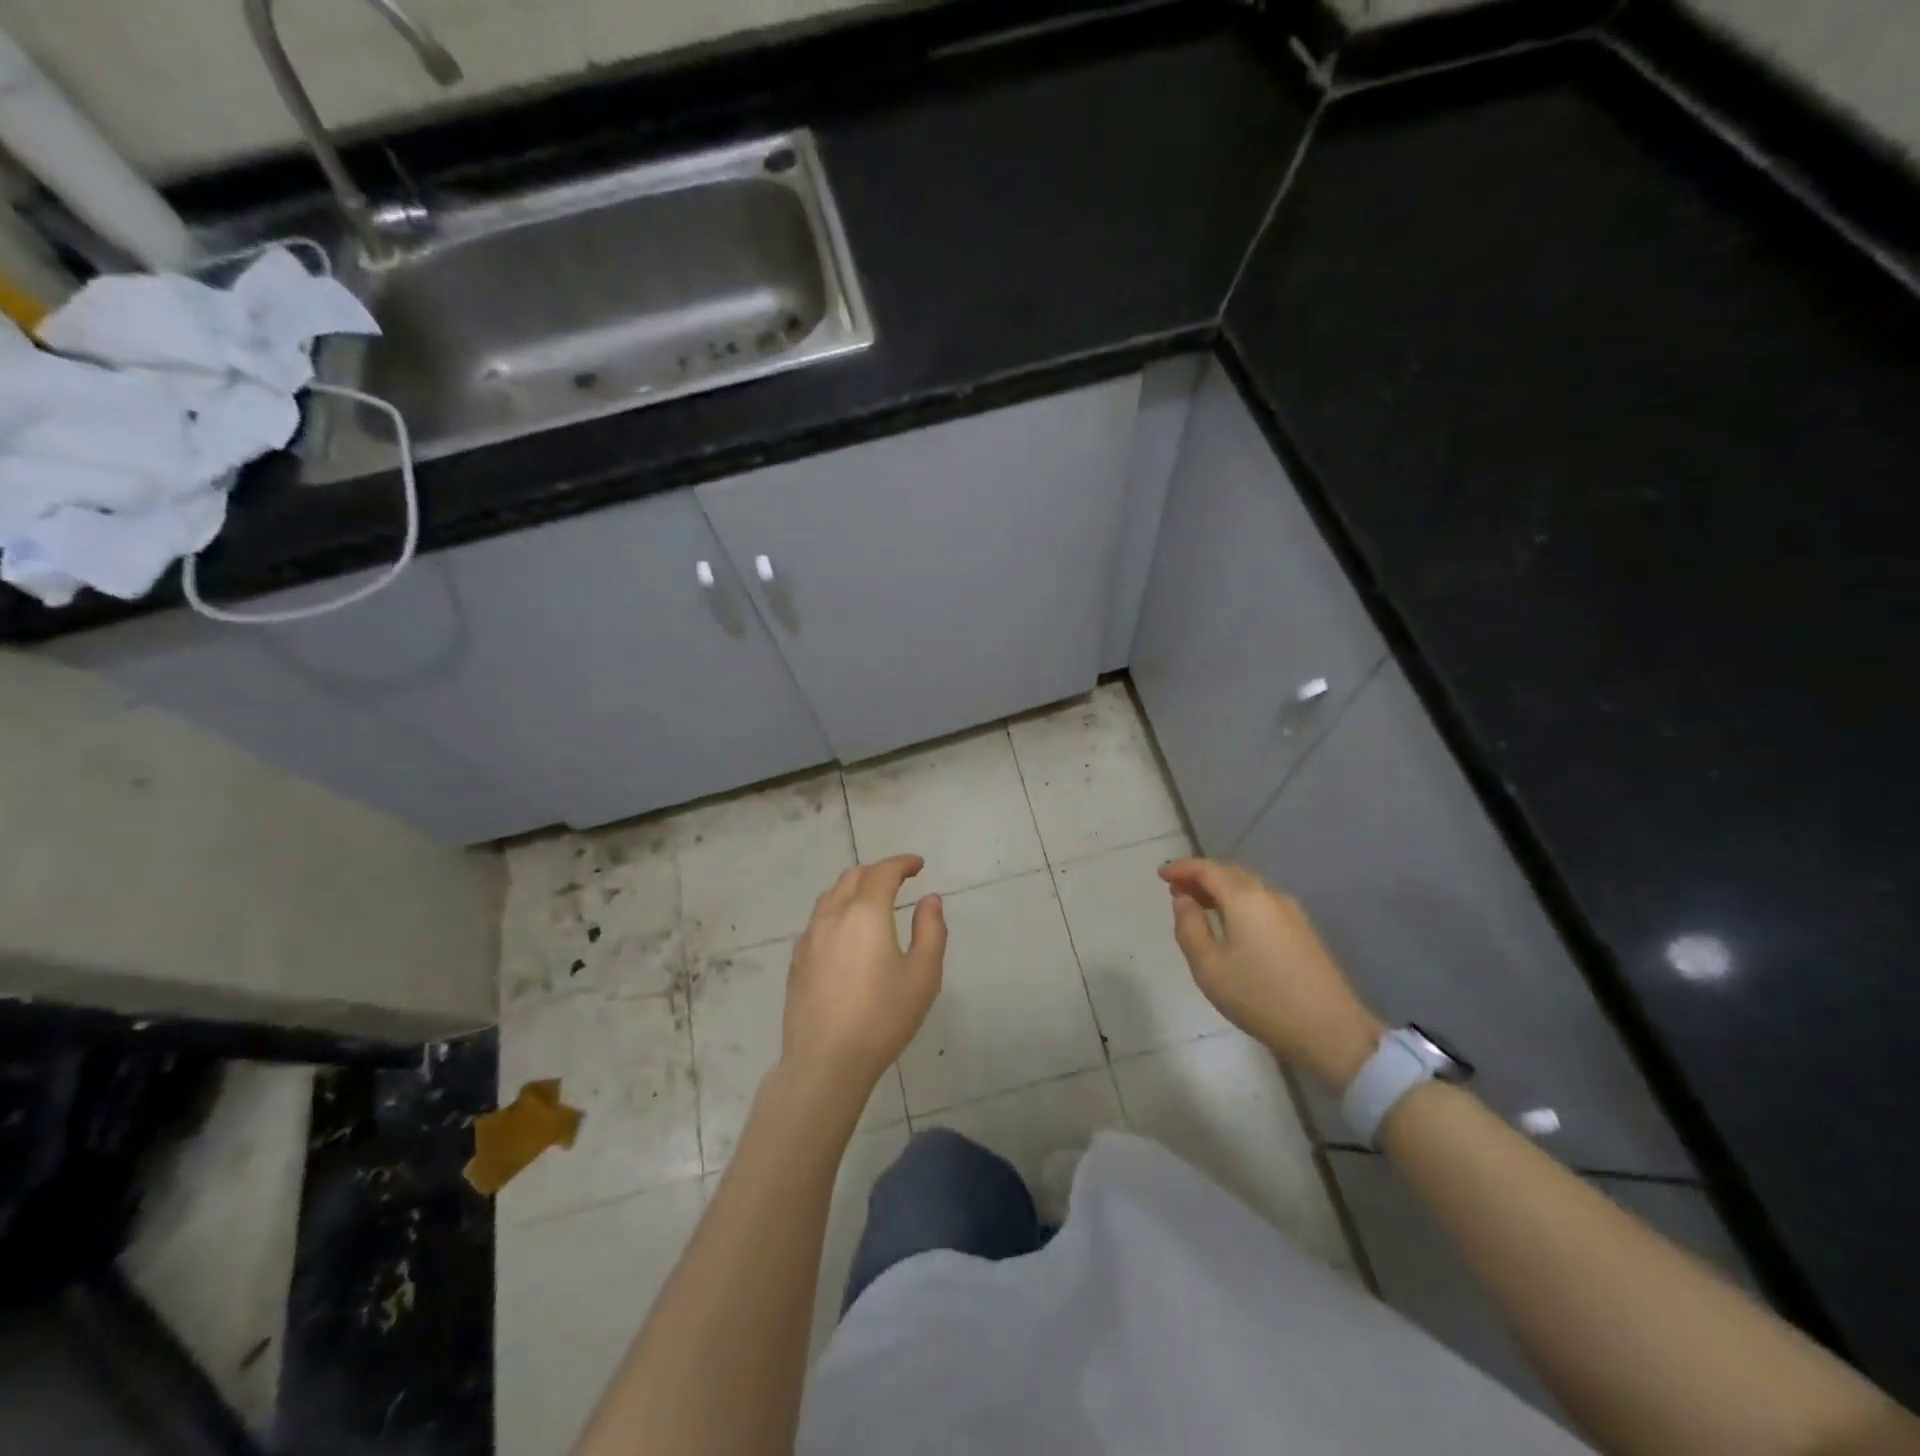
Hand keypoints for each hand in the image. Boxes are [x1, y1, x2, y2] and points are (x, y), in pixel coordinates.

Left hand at [782, 855, 946, 1104]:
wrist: (825, 1061)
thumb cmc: (882, 1017)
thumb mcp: (923, 974)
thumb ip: (931, 930)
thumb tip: (929, 899)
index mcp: (865, 912)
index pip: (884, 871)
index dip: (902, 862)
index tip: (918, 865)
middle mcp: (833, 915)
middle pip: (853, 876)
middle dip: (878, 872)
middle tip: (899, 882)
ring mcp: (809, 937)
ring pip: (831, 896)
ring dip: (854, 889)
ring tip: (872, 903)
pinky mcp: (797, 960)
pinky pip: (818, 920)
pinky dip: (837, 912)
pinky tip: (846, 935)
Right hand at [1159, 858, 1383, 1091]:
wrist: (1330, 1031)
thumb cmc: (1260, 997)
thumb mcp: (1208, 966)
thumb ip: (1189, 927)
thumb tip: (1184, 900)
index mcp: (1245, 897)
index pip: (1207, 869)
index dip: (1182, 868)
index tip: (1160, 874)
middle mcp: (1270, 895)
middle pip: (1230, 874)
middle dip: (1200, 877)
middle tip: (1175, 889)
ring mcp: (1292, 913)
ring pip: (1248, 889)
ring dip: (1220, 891)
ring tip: (1198, 906)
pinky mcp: (1303, 931)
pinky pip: (1262, 904)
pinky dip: (1238, 904)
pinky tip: (1230, 924)